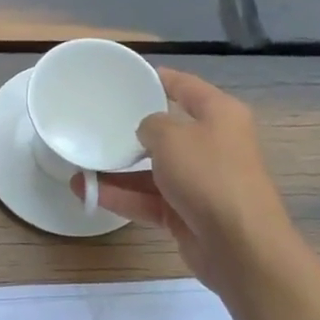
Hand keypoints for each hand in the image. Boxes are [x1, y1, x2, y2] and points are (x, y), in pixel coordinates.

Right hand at [74, 68, 293, 291]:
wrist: (239, 243)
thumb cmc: (208, 175)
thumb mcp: (171, 137)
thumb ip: (150, 126)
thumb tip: (147, 133)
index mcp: (220, 115)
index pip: (187, 87)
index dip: (161, 79)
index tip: (131, 76)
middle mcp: (213, 145)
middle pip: (169, 132)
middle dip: (133, 132)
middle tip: (98, 126)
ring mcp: (201, 182)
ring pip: (154, 171)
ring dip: (119, 171)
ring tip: (81, 168)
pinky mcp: (188, 214)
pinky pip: (150, 200)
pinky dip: (123, 197)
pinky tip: (90, 193)